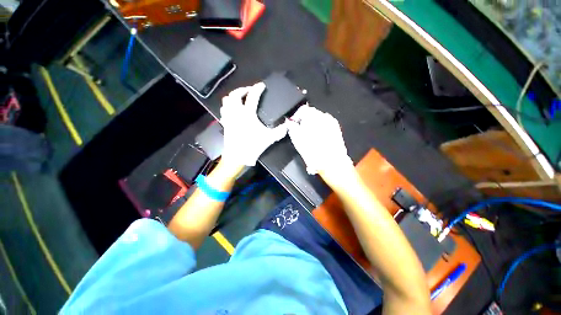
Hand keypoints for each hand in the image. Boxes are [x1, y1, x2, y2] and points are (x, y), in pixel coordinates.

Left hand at [220, 83, 287, 165]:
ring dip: (233, 96)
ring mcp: (229, 117)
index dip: (257, 88)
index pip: (253, 96)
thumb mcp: (269, 138)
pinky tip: (232, 109)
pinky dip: (227, 106)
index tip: (261, 85)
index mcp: (248, 114)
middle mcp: (236, 113)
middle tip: (249, 90)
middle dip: (243, 89)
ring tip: (240, 98)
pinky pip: (223, 110)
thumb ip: (280, 131)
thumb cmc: (253, 146)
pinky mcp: (225, 123)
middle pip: (235, 94)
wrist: (238, 156)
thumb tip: (288, 125)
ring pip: (226, 100)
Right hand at [287, 105, 353, 184]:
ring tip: (310, 137)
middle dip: (305, 121)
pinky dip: (320, 129)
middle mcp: (324, 117)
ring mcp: (332, 123)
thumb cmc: (314, 152)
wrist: (332, 163)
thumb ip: (292, 128)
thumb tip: (290, 123)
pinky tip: (318, 139)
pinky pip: (325, 125)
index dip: (296, 116)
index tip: (293, 124)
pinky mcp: (337, 129)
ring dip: (313, 125)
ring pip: (319, 120)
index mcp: (313, 117)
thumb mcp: (297, 140)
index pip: (303, 109)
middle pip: (312, 114)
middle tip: (300, 131)